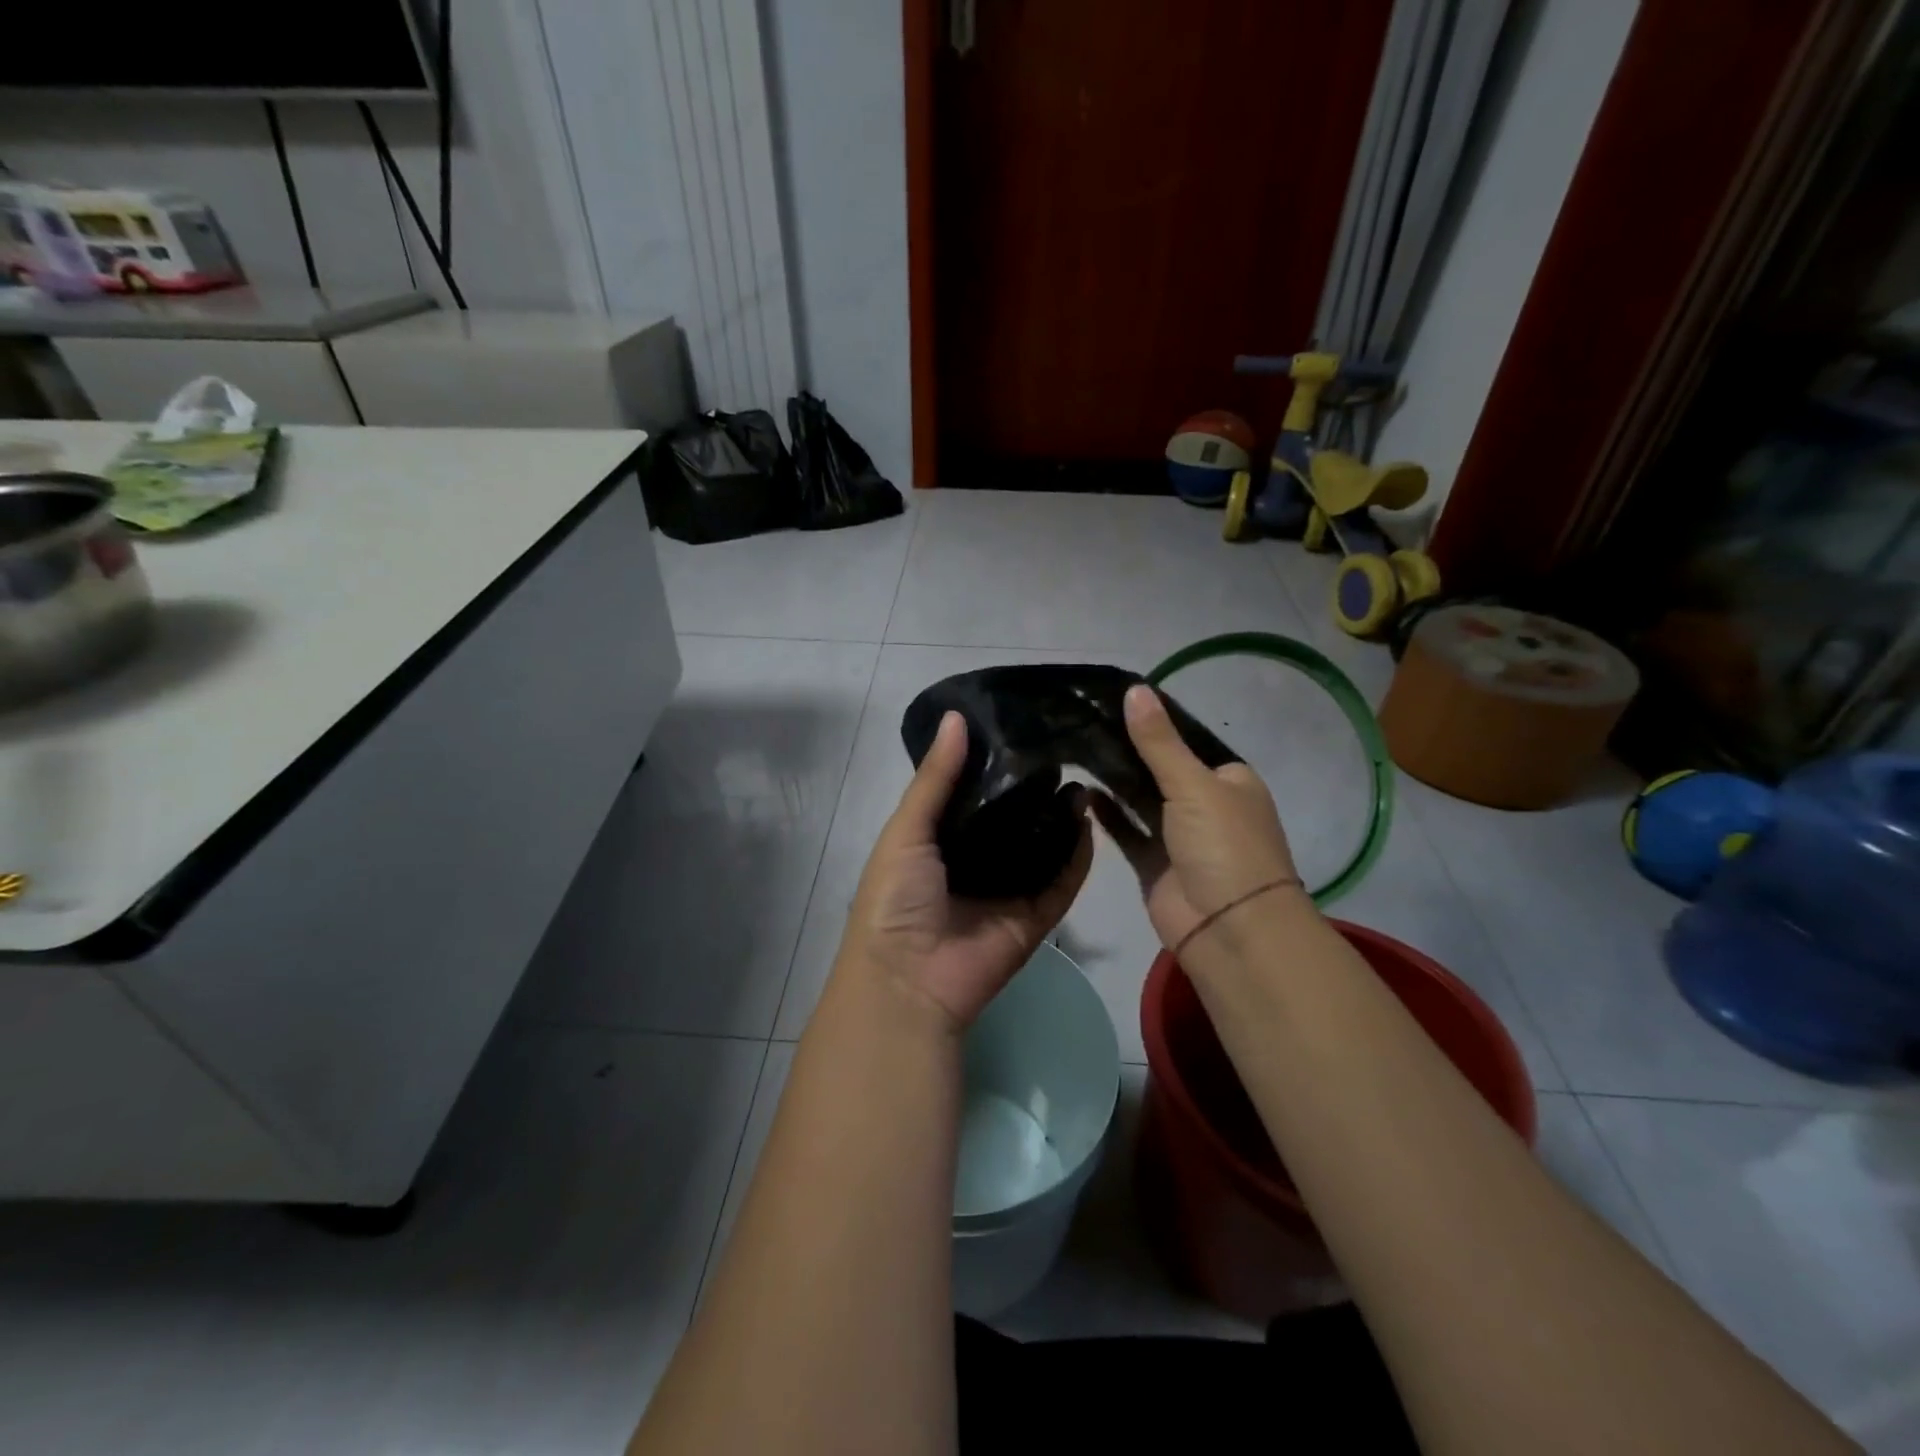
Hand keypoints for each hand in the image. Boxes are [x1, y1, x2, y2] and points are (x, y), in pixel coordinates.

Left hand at [836, 711, 1093, 1032]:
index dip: (996, 763)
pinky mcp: (1035, 918)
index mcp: (941, 839)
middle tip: (1065, 749)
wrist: (908, 979)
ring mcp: (1008, 890)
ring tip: (1084, 778)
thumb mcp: (906, 829)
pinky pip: (1062, 883)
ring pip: (1043, 848)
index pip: (975, 793)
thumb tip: (957, 717)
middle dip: (1036, 789)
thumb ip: (935, 778)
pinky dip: (1078, 858)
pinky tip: (1091, 821)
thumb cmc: (896, 897)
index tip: (1024, 727)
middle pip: (1014, 819)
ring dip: (1062, 819)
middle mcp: (977, 860)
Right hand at [1092, 684, 1302, 952]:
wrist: (1230, 929)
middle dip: (1126, 751)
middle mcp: (1205, 805)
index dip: (1152, 723)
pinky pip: (1127, 831)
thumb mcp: (1194, 785)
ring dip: (1114, 781)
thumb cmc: (1224, 846)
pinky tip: (1081, 792)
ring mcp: (1178, 836)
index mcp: (1229, 781)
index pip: (1186, 741)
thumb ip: (1159, 742)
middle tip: (1080, 724)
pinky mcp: (1154, 863)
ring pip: (1140, 800)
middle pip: (1159, 769)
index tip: (1108, 703)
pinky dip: (1107, 814)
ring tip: (1074, 750)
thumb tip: (1135, 689)